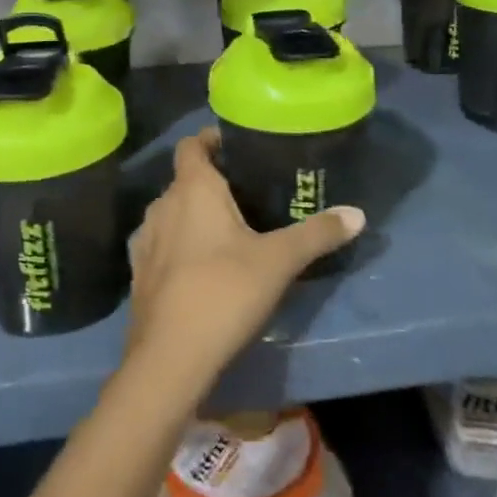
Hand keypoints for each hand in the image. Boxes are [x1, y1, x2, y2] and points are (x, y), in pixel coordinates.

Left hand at [125, 127, 363, 399]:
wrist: (169, 357)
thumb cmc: (224, 292)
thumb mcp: (279, 261)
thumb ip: (317, 233)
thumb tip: (358, 214)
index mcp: (192, 189)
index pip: (192, 144)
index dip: (211, 139)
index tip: (237, 145)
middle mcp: (162, 205)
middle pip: (184, 179)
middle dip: (212, 181)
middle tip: (248, 192)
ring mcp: (145, 240)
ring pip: (171, 212)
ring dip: (193, 214)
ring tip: (228, 229)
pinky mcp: (139, 273)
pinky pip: (162, 243)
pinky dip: (179, 243)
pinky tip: (202, 266)